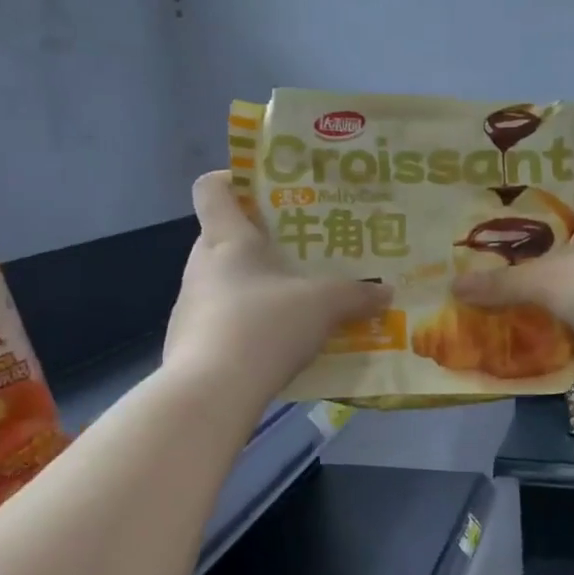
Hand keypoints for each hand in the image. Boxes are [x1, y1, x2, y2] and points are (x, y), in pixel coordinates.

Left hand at [164, 172, 392, 396]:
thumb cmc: (264, 326)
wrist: (211, 393)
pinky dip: (246, 327)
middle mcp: (201, 265)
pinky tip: (275, 347)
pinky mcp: (188, 343)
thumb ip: (355, 295)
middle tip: (300, 255)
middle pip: (224, 238)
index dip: (233, 181)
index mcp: (226, 239)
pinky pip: (222, 322)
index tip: (265, 191)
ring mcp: (189, 306)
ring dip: (256, 289)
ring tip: (295, 305)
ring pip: (225, 284)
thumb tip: (386, 292)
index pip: (212, 188)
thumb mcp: (322, 306)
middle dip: (261, 244)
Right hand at [451, 180, 573, 356]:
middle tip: (504, 259)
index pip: (562, 189)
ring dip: (568, 274)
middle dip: (543, 245)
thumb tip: (453, 287)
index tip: (499, 223)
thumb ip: (500, 284)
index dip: (530, 205)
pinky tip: (566, 314)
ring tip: (528, 288)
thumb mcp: (544, 283)